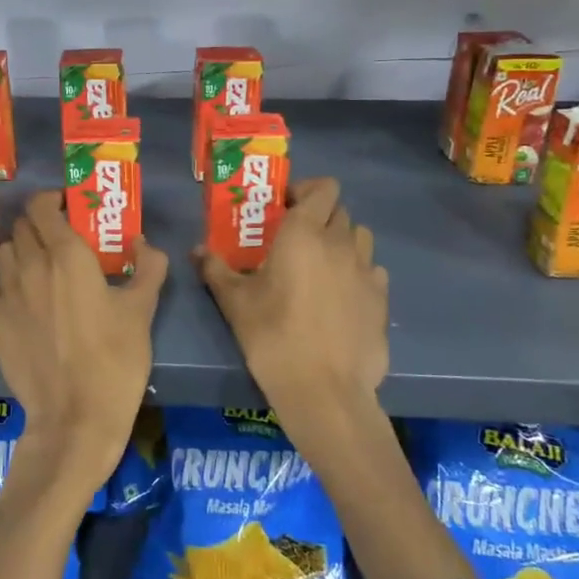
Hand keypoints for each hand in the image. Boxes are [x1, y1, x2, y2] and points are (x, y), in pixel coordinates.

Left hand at [0, 191, 167, 489]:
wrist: (76, 417)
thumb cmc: (115, 359)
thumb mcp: (142, 310)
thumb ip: (148, 267)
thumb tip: (144, 242)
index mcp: (67, 255)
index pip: (42, 207)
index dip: (51, 200)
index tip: (66, 208)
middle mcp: (31, 266)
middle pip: (20, 227)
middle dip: (38, 225)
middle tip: (58, 239)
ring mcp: (6, 295)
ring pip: (3, 254)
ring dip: (18, 251)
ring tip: (37, 267)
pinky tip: (11, 295)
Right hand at [194, 178, 388, 462]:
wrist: (324, 390)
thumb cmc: (273, 336)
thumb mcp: (235, 302)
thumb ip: (216, 269)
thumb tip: (197, 250)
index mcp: (305, 233)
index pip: (324, 188)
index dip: (306, 190)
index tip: (284, 208)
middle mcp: (341, 243)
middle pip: (340, 211)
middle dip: (319, 216)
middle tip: (294, 239)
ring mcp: (366, 271)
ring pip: (360, 238)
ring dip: (342, 241)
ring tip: (320, 265)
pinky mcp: (381, 299)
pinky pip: (371, 270)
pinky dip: (357, 272)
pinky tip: (340, 296)